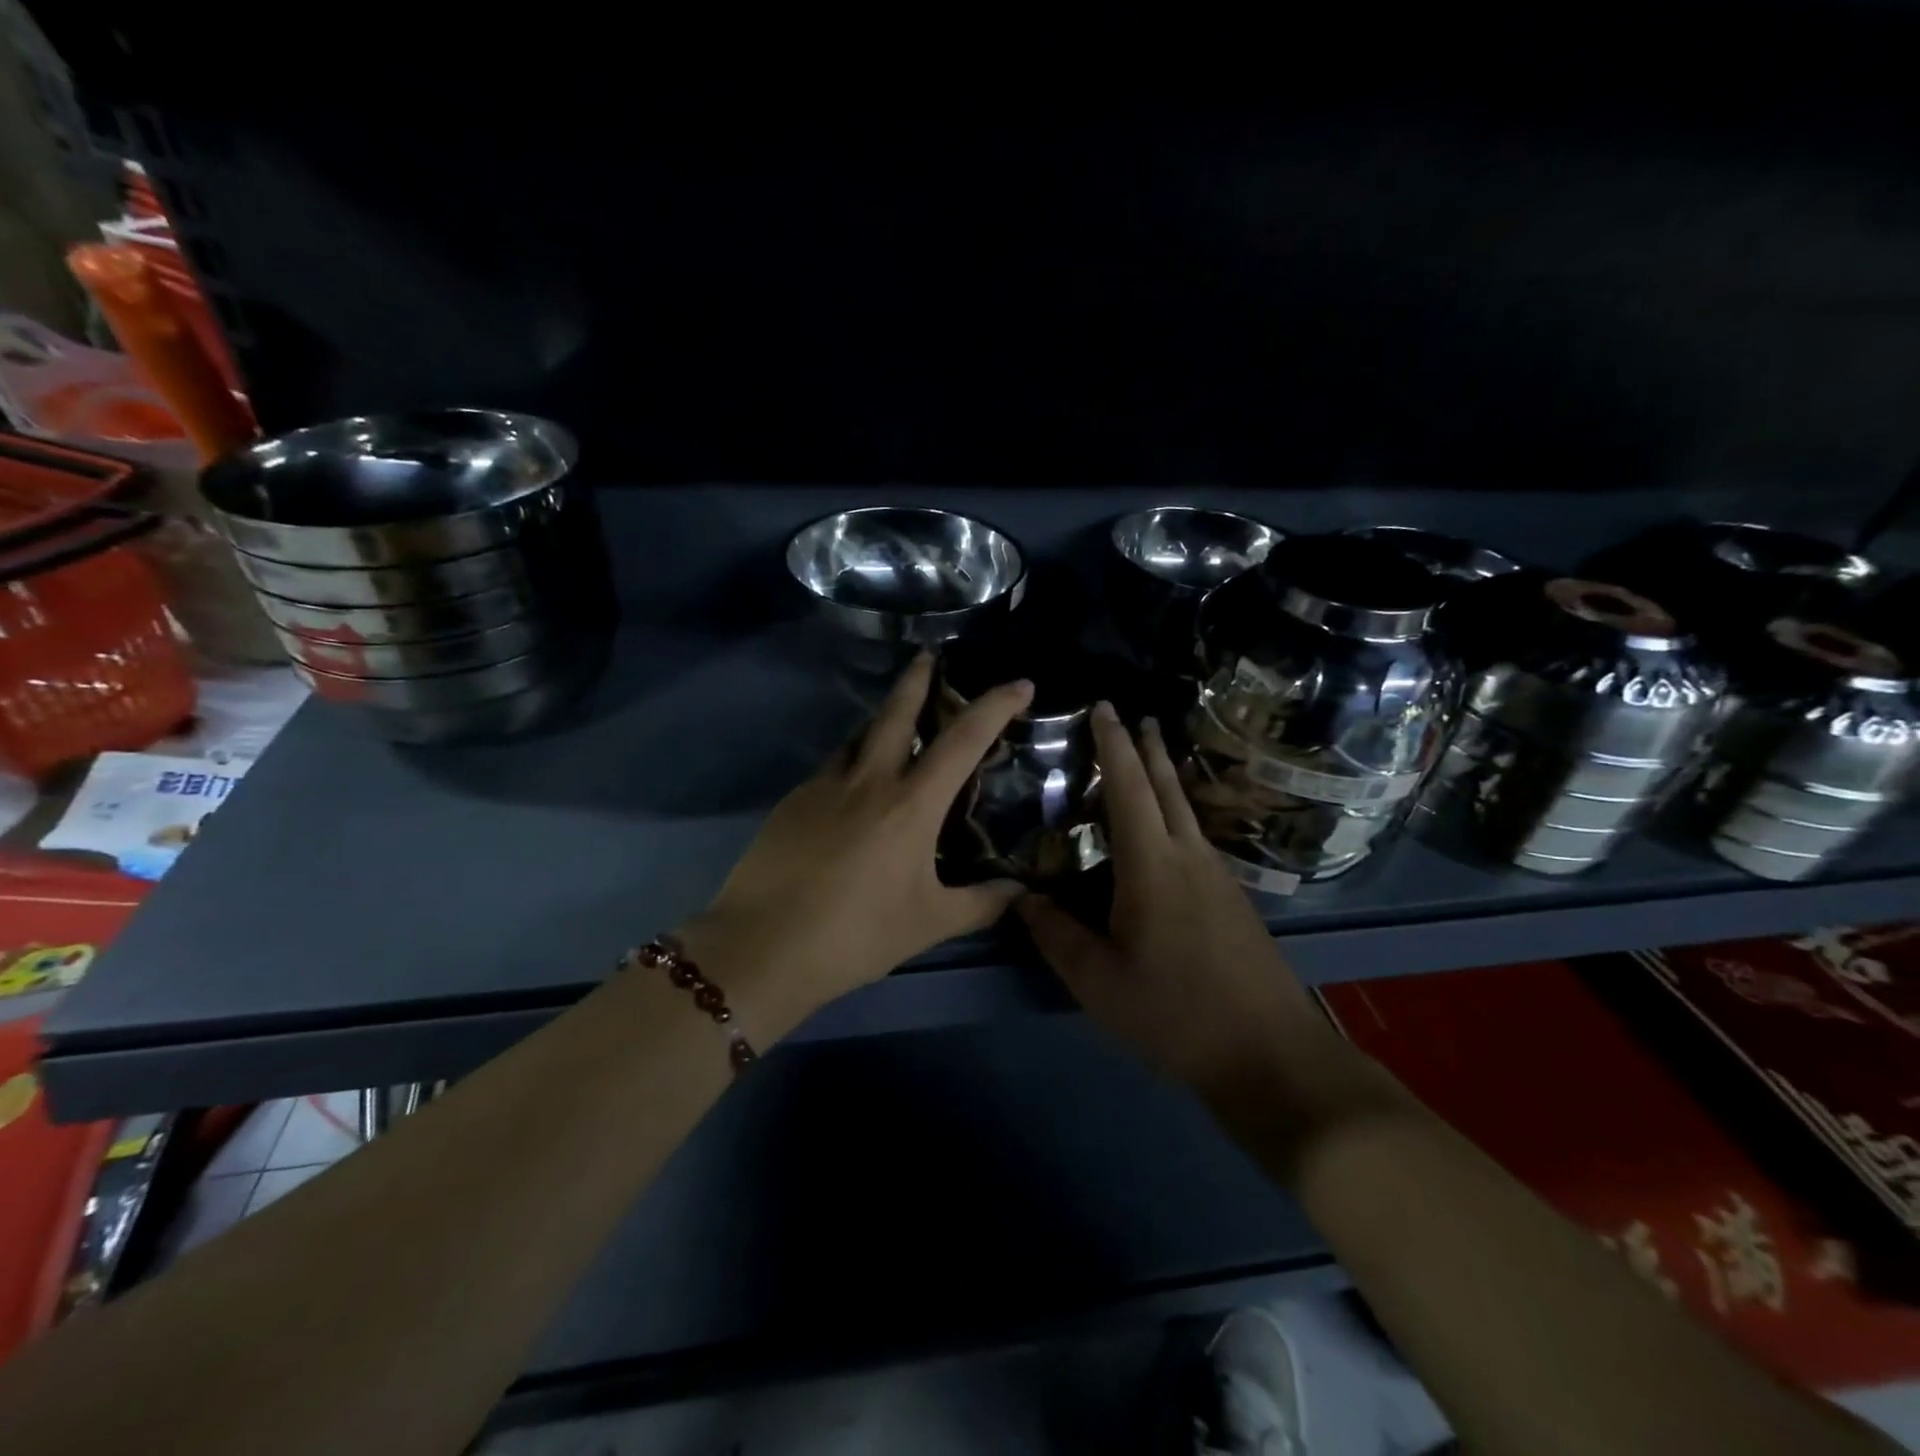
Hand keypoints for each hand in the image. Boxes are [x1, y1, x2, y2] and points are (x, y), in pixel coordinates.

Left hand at [679, 654, 1033, 1032]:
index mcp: (911, 803)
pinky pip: (831, 768)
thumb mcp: (929, 923)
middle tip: (930, 655)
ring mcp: (824, 786)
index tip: (1019, 684)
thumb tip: (1019, 891)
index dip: (995, 706)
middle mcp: (868, 780)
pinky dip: (851, 764)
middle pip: (896, 712)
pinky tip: (851, 790)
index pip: (963, 739)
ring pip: (858, 735)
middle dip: (917, 678)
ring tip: (893, 721)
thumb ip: (980, 903)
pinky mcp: (791, 801)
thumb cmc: (856, 935)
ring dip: (880, 719)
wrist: (762, 946)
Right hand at [1018, 705, 1325, 1093]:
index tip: (1104, 708)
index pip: (1129, 788)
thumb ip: (1055, 934)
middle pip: (1167, 787)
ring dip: (1166, 777)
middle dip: (1148, 748)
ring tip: (1153, 755)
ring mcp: (1218, 877)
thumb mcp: (1098, 981)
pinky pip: (1197, 837)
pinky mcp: (1232, 900)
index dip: (1114, 746)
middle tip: (1136, 716)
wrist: (1270, 1055)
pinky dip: (1177, 811)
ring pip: (1186, 810)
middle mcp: (1188, 857)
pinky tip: (1171, 829)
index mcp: (1152, 865)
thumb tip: (1019, 896)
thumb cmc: (1175, 1013)